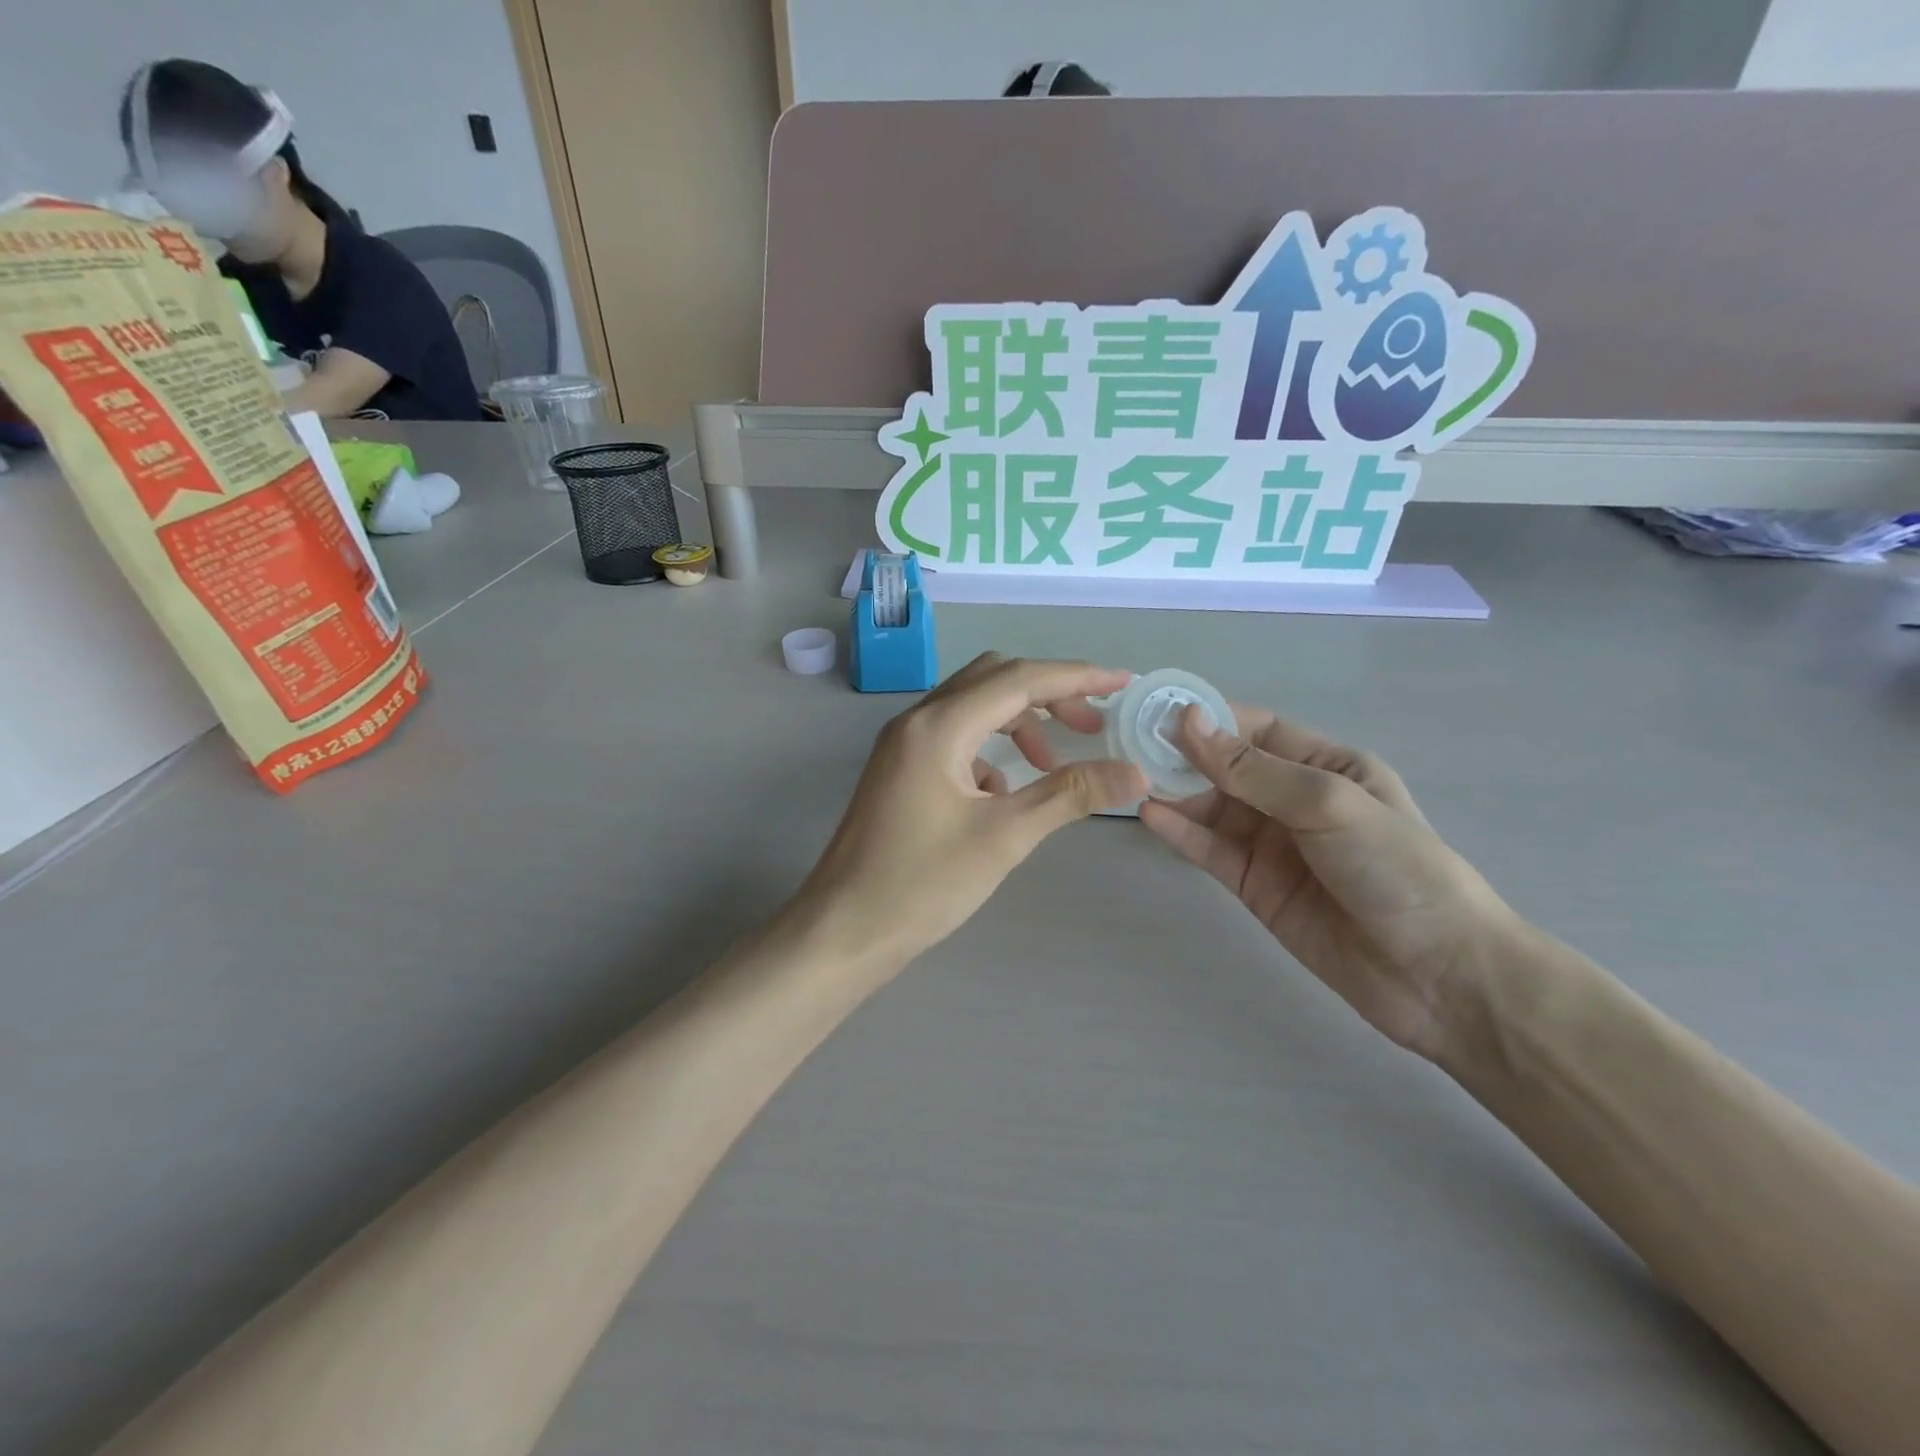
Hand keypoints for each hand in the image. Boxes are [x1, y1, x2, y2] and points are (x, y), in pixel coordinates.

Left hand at [797, 655, 1147, 977]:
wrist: (844, 930)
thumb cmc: (922, 884)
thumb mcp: (1004, 837)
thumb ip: (1070, 795)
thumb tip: (1135, 773)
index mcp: (938, 726)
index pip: (1019, 679)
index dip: (1076, 677)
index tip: (1122, 684)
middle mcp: (917, 721)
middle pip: (993, 680)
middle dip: (1048, 695)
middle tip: (1091, 727)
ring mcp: (902, 745)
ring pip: (973, 708)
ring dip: (1019, 724)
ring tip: (1052, 766)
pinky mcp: (899, 770)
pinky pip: (954, 739)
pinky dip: (990, 751)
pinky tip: (1003, 795)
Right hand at [1138, 704, 1514, 1058]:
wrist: (1438, 976)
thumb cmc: (1397, 869)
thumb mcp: (1328, 804)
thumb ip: (1252, 770)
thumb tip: (1187, 722)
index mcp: (1327, 766)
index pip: (1257, 730)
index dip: (1209, 718)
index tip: (1157, 709)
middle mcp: (1294, 800)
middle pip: (1226, 768)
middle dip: (1182, 755)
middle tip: (1129, 743)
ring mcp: (1272, 845)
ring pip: (1211, 808)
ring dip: (1174, 792)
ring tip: (1129, 776)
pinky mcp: (1253, 886)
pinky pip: (1210, 850)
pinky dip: (1179, 833)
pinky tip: (1148, 816)